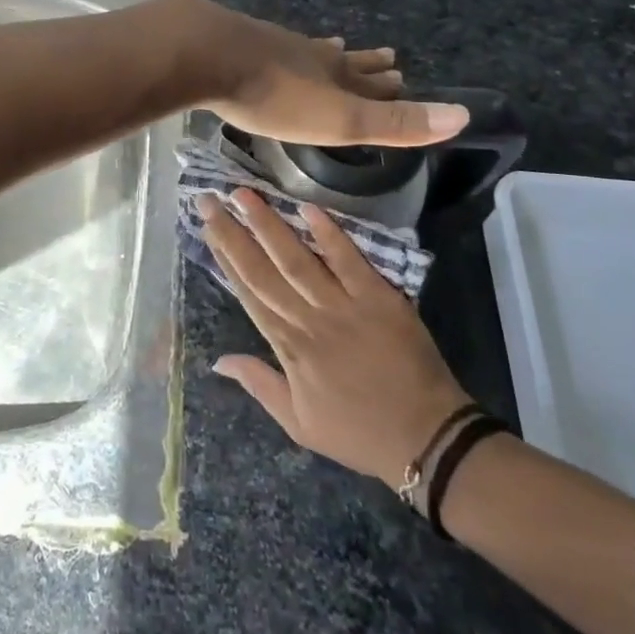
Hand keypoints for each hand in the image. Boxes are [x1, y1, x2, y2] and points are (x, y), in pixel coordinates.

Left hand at [186, 2, 468, 147]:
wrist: (207, 53)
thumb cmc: (275, 95)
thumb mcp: (339, 118)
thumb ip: (394, 122)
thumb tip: (464, 116)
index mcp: (333, 74)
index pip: (370, 82)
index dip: (389, 85)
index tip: (403, 74)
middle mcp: (308, 54)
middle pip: (344, 61)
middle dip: (365, 65)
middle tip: (386, 56)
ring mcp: (271, 44)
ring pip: (308, 49)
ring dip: (326, 53)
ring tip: (335, 46)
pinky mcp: (237, 42)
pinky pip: (271, 46)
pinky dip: (283, 49)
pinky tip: (270, 45)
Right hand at [199, 189, 471, 487]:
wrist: (426, 438)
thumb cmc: (358, 432)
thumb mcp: (299, 424)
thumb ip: (259, 385)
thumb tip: (218, 360)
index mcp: (289, 348)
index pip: (249, 293)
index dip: (225, 258)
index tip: (207, 227)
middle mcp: (308, 320)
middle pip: (262, 270)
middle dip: (233, 232)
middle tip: (208, 199)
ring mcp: (344, 306)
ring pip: (297, 259)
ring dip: (268, 225)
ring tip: (244, 195)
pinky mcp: (379, 298)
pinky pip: (349, 262)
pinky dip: (329, 235)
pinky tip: (307, 208)